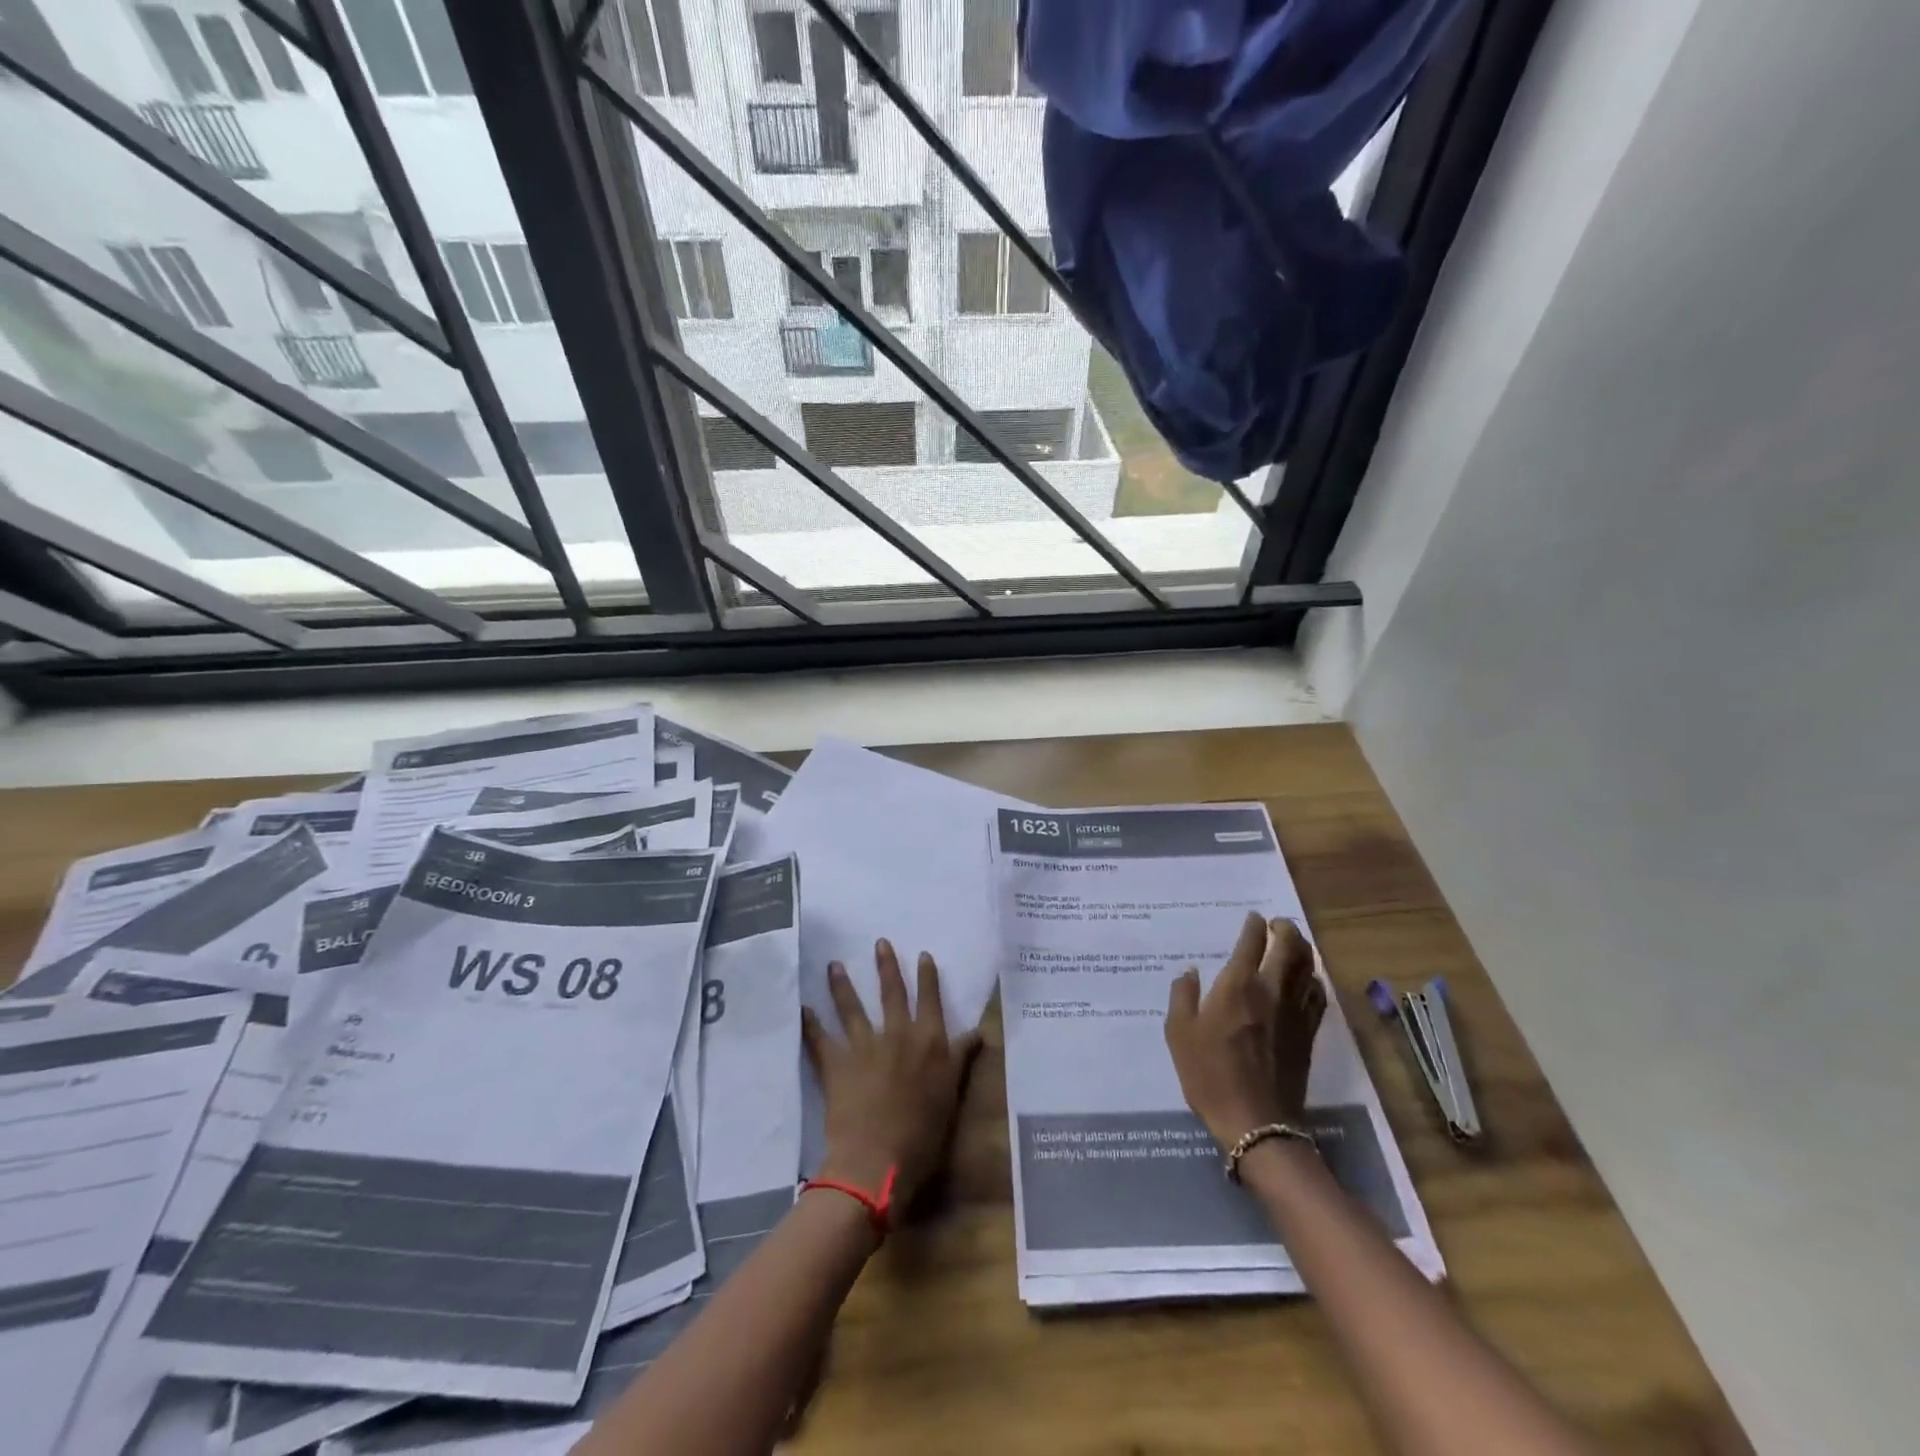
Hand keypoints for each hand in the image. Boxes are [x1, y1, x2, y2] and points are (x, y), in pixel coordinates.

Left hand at [803, 940, 982, 1205]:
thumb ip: (960, 1059)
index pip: (930, 1000)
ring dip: (843, 985)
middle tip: (880, 943)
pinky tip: (802, 1008)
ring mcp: (864, 1046)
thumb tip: (979, 1033)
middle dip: (886, 966)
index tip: (923, 955)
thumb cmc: (923, 1134)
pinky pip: (819, 1039)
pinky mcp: (836, 1064)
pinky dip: (810, 1024)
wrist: (878, 1160)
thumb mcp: (951, 1094)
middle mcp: (897, 1035)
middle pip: (892, 993)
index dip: (927, 977)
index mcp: (929, 1042)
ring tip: (835, 965)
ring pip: (852, 1007)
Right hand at [1165, 912, 1326, 1149]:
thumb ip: (1183, 996)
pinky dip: (1314, 980)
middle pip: (1290, 947)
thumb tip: (1190, 972)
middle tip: (1277, 924)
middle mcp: (1271, 991)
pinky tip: (1307, 981)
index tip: (1254, 918)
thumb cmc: (1210, 1075)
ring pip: (1309, 968)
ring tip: (1294, 944)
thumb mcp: (1179, 1033)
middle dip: (1285, 929)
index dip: (1254, 925)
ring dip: (1303, 950)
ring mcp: (1295, 1013)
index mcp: (1237, 986)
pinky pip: (1317, 996)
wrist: (1256, 1122)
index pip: (1252, 942)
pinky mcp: (1309, 1035)